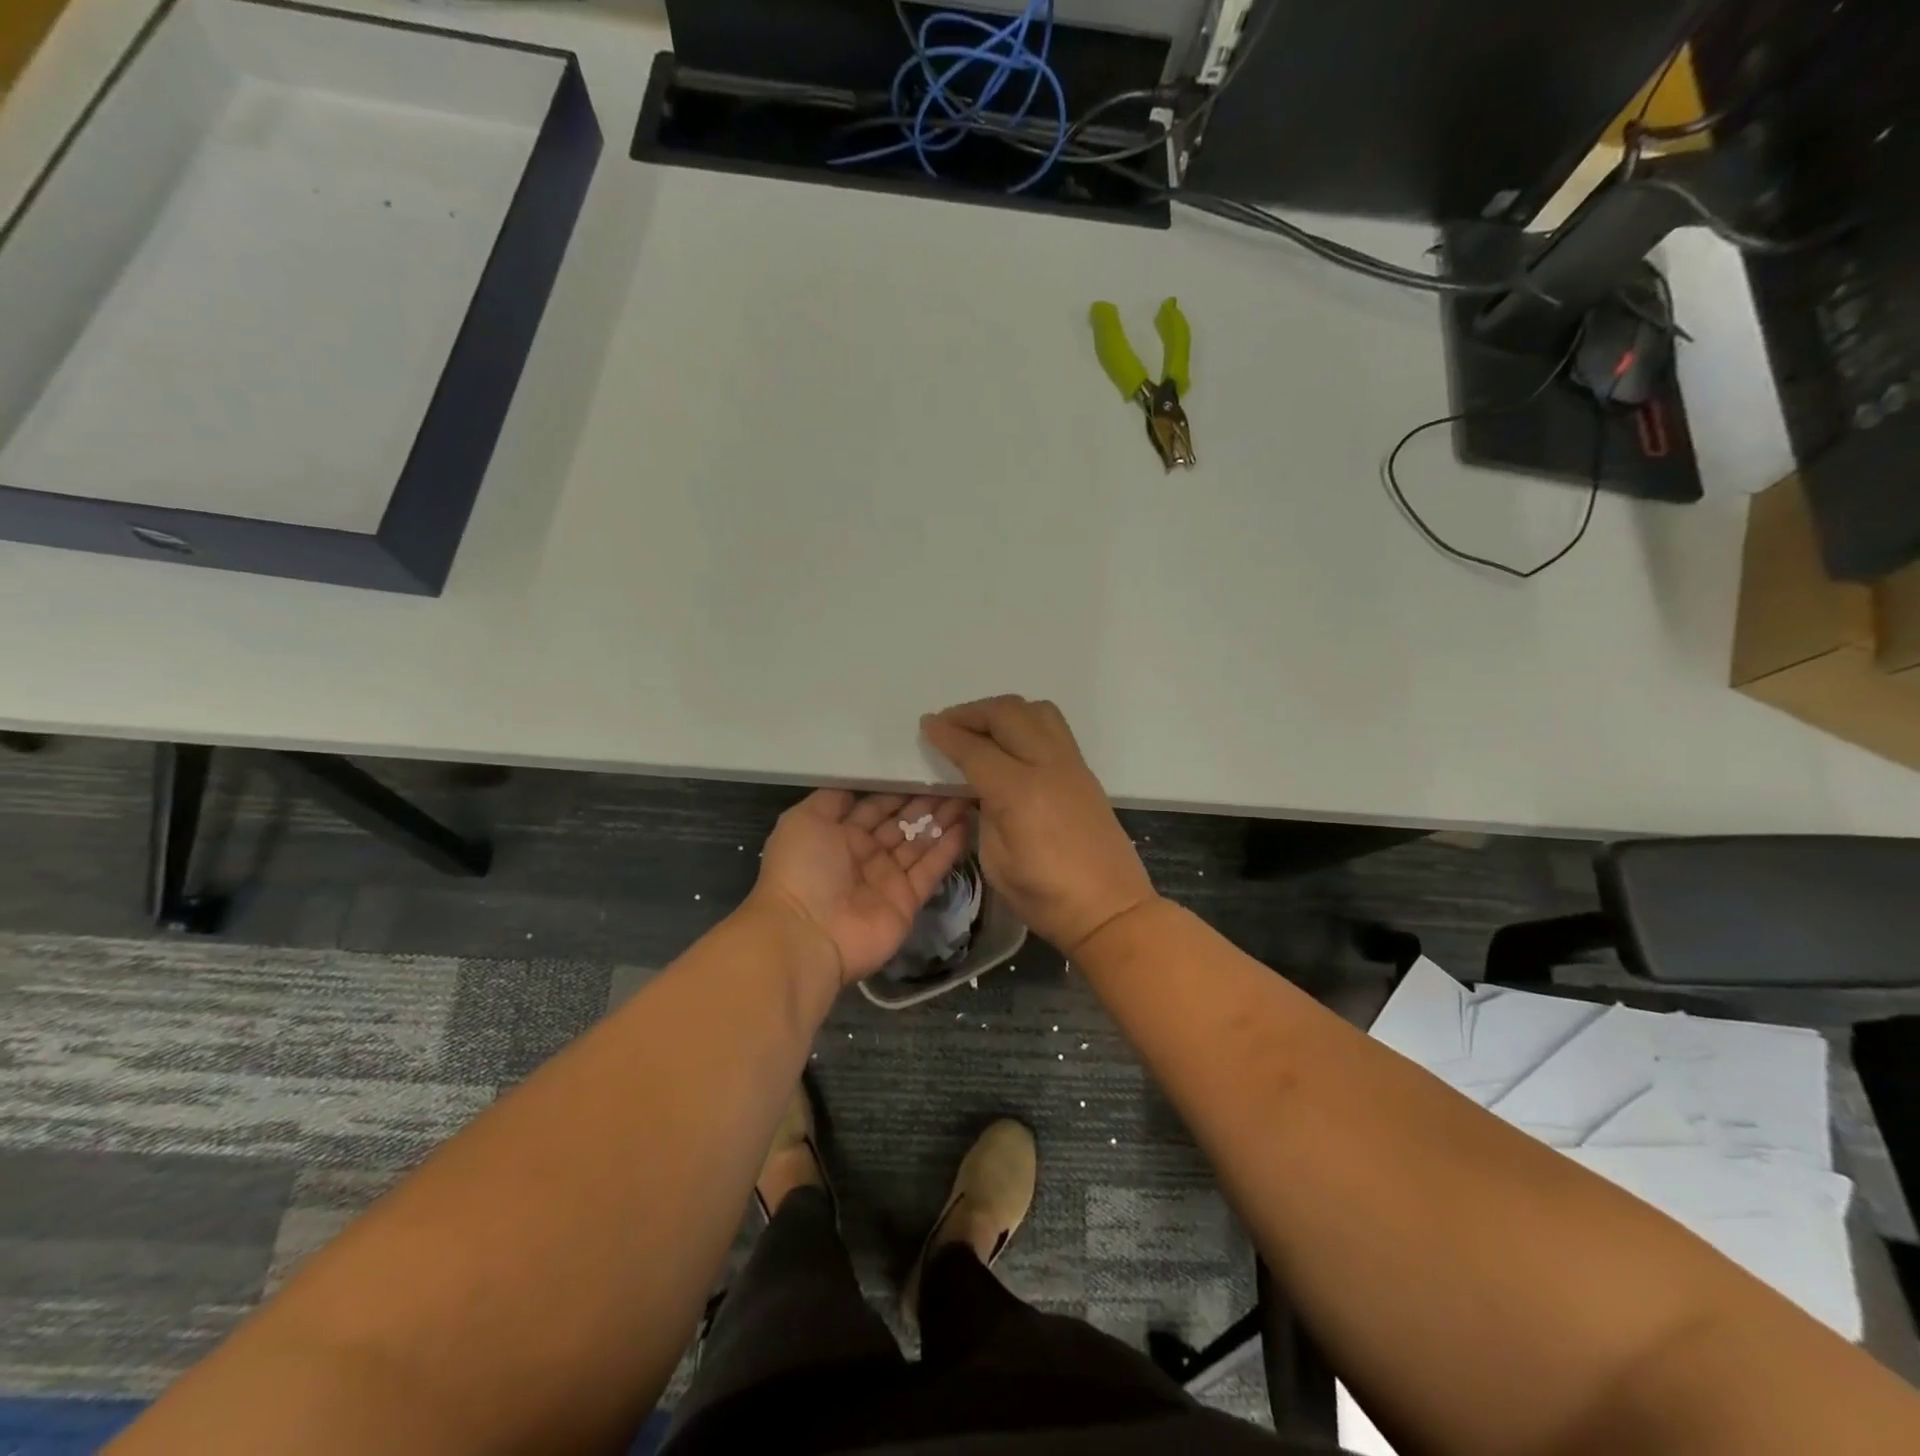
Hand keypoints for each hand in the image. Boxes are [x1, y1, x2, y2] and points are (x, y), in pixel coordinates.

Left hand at [749, 791, 970, 986]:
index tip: (924, 767)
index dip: (898, 788)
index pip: (875, 805)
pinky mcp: (908, 901)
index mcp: (840, 834)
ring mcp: (888, 879)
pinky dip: (948, 849)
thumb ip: (832, 799)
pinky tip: (965, 824)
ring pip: (920, 843)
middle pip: (901, 823)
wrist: (807, 935)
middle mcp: (866, 855)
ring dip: (942, 820)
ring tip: (967, 794)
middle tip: (954, 778)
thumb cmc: (802, 870)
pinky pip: (931, 870)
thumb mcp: (804, 820)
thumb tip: (856, 782)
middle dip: (925, 801)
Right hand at [920, 696, 1156, 956]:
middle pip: (1007, 714)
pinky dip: (1026, 722)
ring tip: (982, 728)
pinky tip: (1011, 744)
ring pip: (1036, 710)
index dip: (946, 735)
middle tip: (948, 724)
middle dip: (972, 712)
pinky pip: (1054, 728)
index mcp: (1019, 793)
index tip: (926, 726)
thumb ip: (983, 814)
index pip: (975, 749)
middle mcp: (1048, 766)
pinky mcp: (1084, 772)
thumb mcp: (996, 861)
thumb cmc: (1045, 897)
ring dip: (1003, 711)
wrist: (1111, 909)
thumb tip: (976, 787)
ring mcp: (1071, 765)